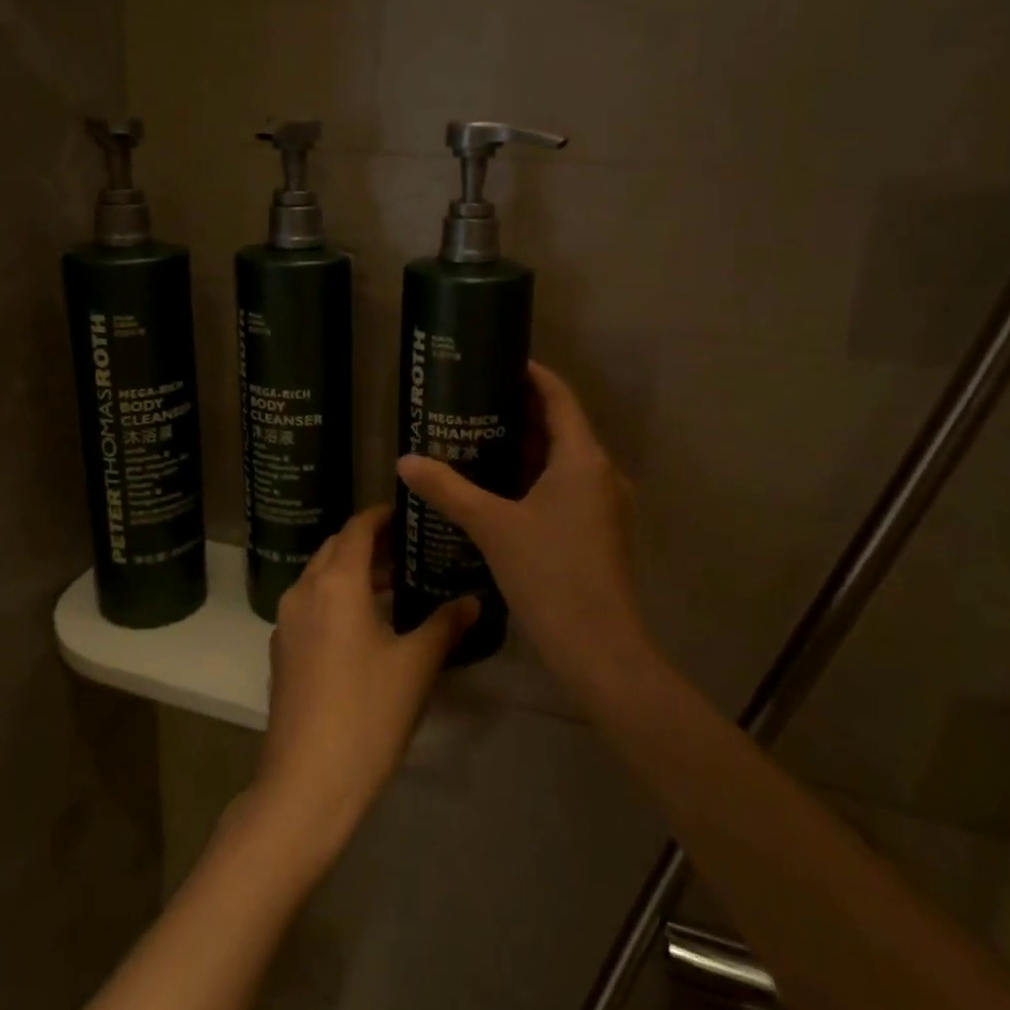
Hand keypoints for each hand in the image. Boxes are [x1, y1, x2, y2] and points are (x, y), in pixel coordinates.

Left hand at [250, 506, 476, 871]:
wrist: (306, 783)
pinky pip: (311, 605)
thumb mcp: (416, 665)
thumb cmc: (368, 713)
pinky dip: (336, 599)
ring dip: (352, 572)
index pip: (357, 529)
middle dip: (369, 543)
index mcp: (336, 583)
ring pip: (320, 578)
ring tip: (395, 586)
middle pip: (335, 549)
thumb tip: (473, 599)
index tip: (409, 513)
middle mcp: (304, 591)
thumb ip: (446, 624)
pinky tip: (365, 626)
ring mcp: (286, 622)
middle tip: (409, 549)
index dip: (382, 516)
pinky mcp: (281, 651)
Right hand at [396, 362, 650, 695]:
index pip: (559, 397)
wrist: (598, 647)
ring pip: (563, 461)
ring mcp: (604, 504)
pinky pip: (566, 488)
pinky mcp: (599, 531)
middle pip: (561, 427)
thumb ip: (448, 489)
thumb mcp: (492, 526)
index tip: (499, 361)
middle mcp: (601, 473)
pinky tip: (500, 489)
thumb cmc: (549, 574)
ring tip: (479, 439)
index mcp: (582, 459)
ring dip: (526, 448)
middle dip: (520, 412)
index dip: (532, 375)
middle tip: (474, 401)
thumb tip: (405, 459)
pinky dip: (536, 478)